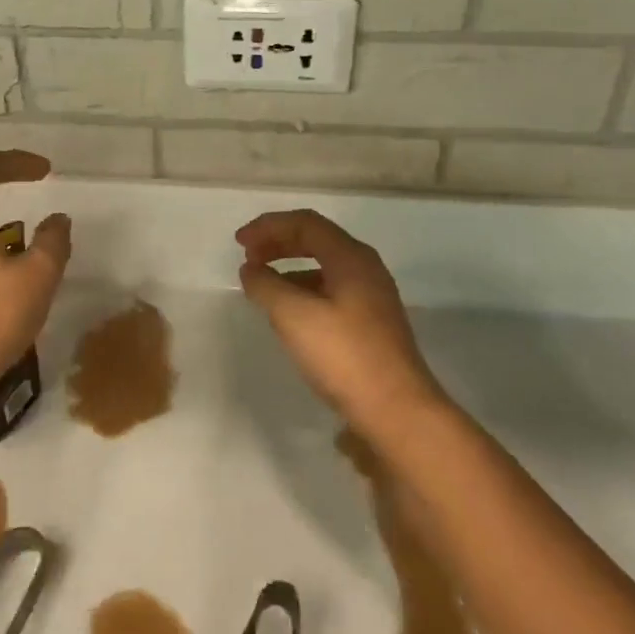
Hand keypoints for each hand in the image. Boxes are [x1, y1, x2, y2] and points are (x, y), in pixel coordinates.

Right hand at [236, 209, 441, 421]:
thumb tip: (251, 270)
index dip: (268, 227)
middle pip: (317, 240)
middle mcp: (365, 269)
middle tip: (248, 257)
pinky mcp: (371, 323)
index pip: (306, 224)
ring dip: (289, 267)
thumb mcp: (293, 315)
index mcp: (351, 258)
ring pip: (324, 266)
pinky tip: (289, 312)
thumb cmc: (343, 355)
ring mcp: (372, 296)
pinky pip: (330, 290)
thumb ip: (266, 285)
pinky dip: (303, 289)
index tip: (239, 243)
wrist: (396, 410)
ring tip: (263, 284)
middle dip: (278, 243)